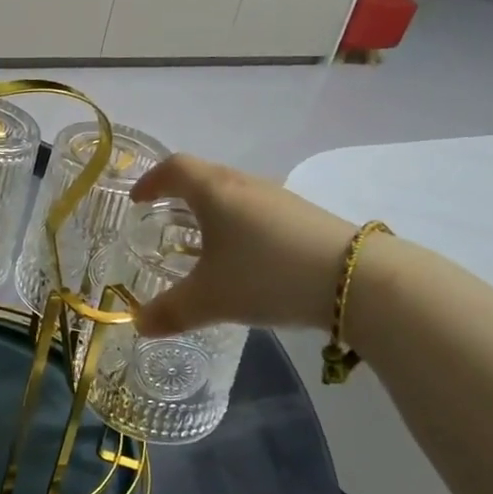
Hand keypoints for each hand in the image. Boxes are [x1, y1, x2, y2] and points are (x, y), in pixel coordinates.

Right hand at [130, 154, 356, 335]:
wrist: (354, 279)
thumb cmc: (265, 275)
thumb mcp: (210, 299)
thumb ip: (170, 312)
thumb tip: (138, 324)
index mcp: (214, 191)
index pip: (174, 169)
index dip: (151, 181)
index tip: (137, 200)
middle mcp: (245, 184)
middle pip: (204, 176)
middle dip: (179, 195)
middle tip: (164, 218)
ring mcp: (278, 198)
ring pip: (233, 194)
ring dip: (212, 210)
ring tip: (202, 240)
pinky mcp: (303, 216)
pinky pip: (257, 211)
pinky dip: (238, 225)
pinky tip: (244, 257)